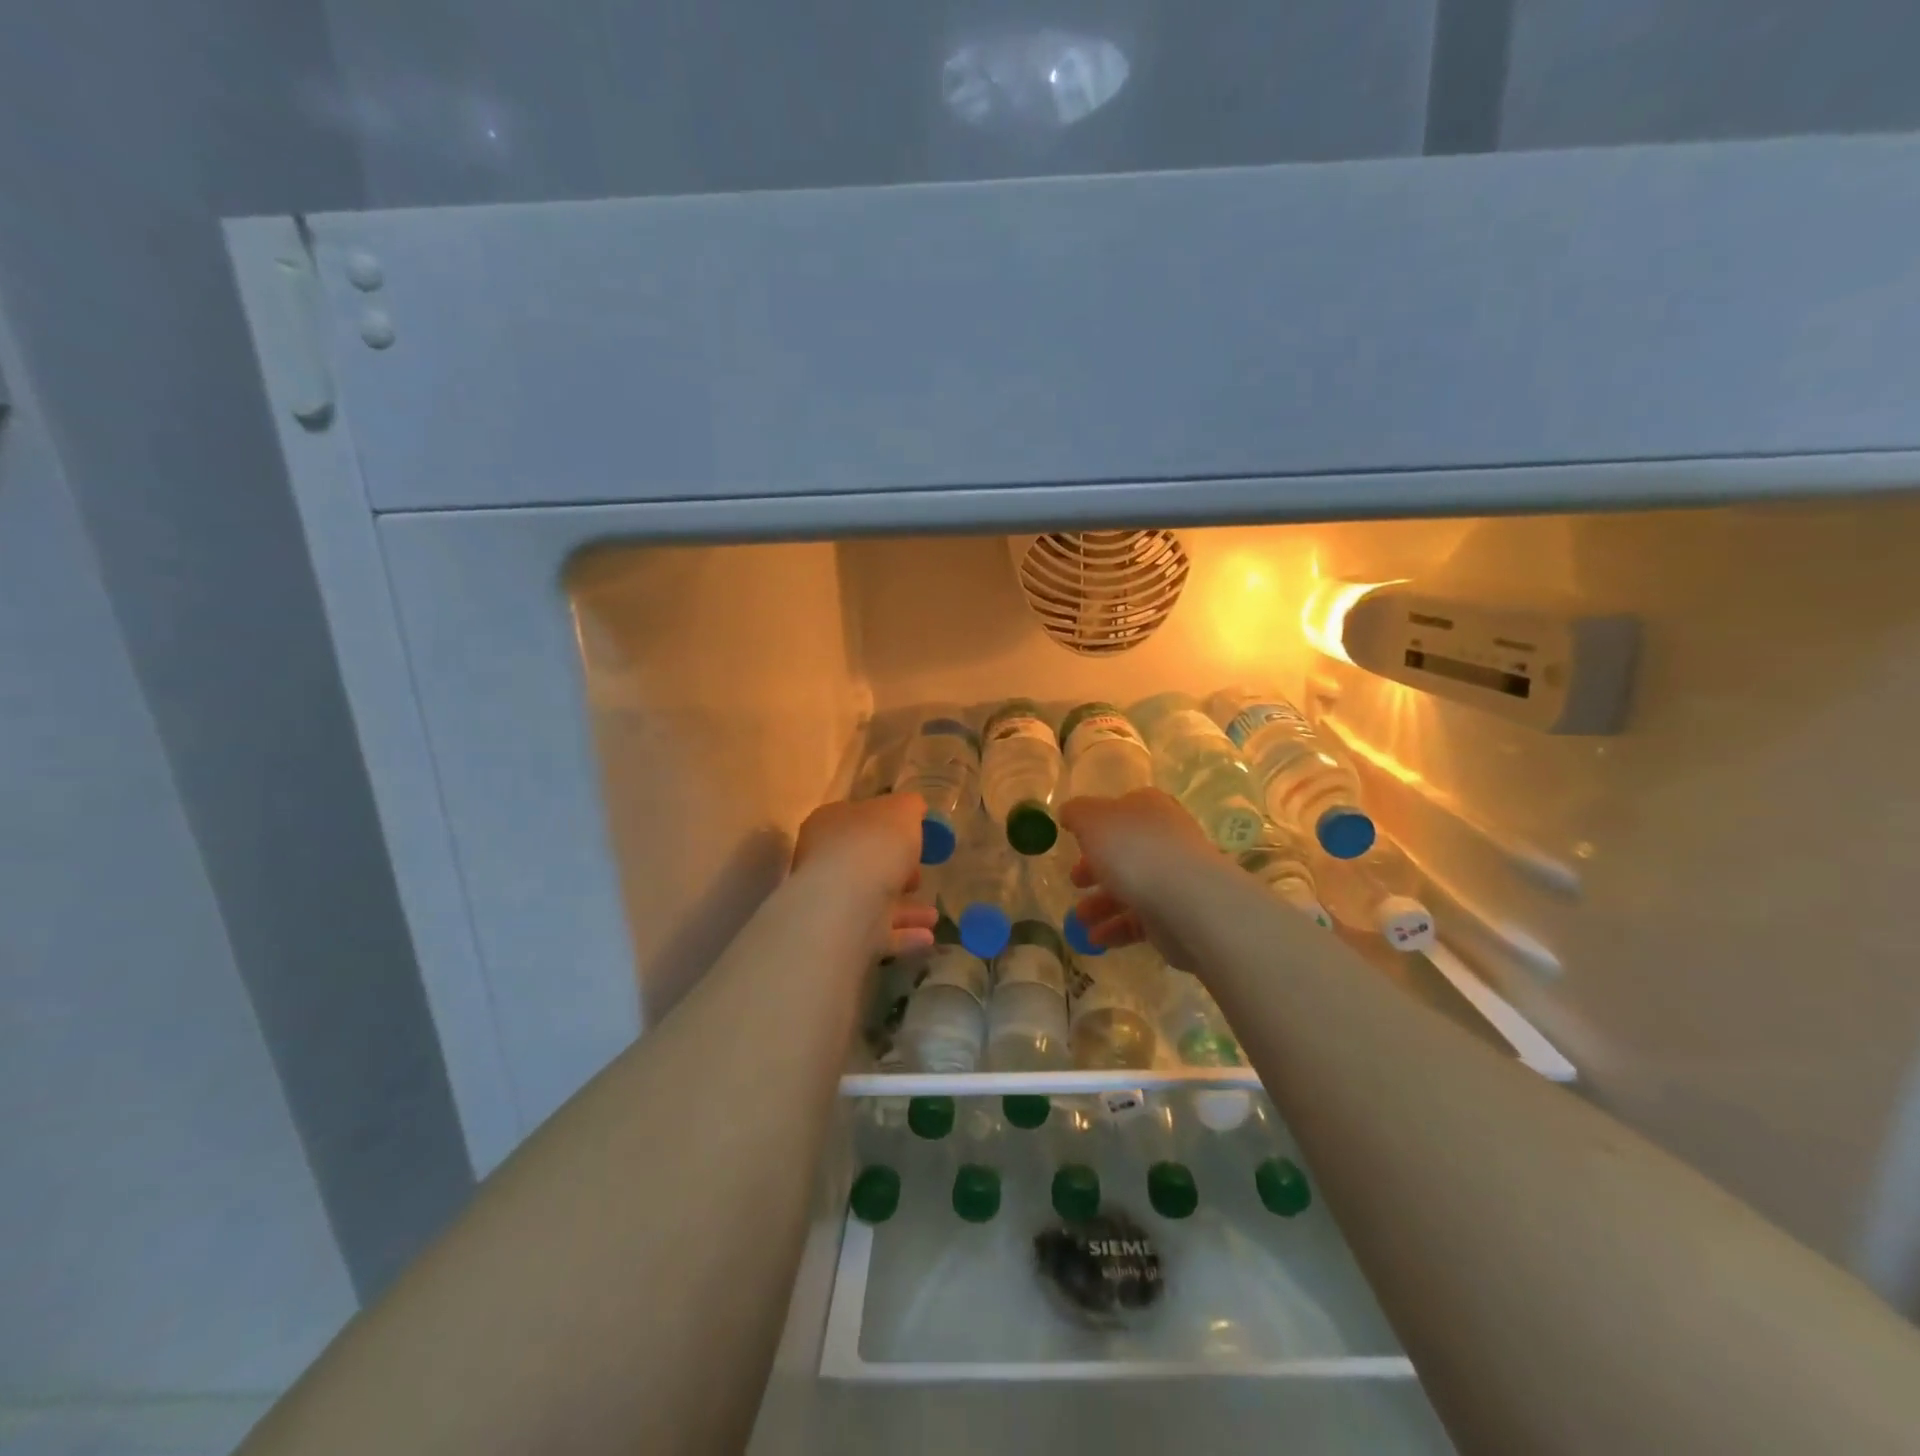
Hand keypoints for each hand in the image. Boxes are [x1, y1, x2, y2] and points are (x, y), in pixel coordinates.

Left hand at [792, 794, 938, 955]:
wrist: (847, 905)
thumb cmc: (873, 846)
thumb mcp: (902, 811)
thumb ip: (909, 806)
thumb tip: (914, 808)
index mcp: (830, 824)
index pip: (858, 820)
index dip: (888, 827)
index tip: (916, 838)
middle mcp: (824, 861)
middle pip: (865, 864)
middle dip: (896, 872)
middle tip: (920, 878)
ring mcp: (831, 902)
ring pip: (873, 902)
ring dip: (906, 909)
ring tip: (933, 915)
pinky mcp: (841, 937)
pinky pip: (877, 934)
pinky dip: (903, 935)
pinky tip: (928, 938)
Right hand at [1059, 789, 1214, 957]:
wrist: (1186, 901)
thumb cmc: (1134, 850)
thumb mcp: (1092, 820)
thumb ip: (1077, 813)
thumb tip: (1069, 812)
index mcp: (1148, 808)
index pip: (1121, 809)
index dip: (1096, 824)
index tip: (1074, 842)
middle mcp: (1165, 838)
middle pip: (1124, 851)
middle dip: (1096, 869)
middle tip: (1074, 882)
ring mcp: (1173, 877)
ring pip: (1131, 888)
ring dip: (1101, 904)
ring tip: (1079, 920)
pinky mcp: (1176, 914)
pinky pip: (1140, 920)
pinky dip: (1116, 929)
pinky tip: (1096, 940)